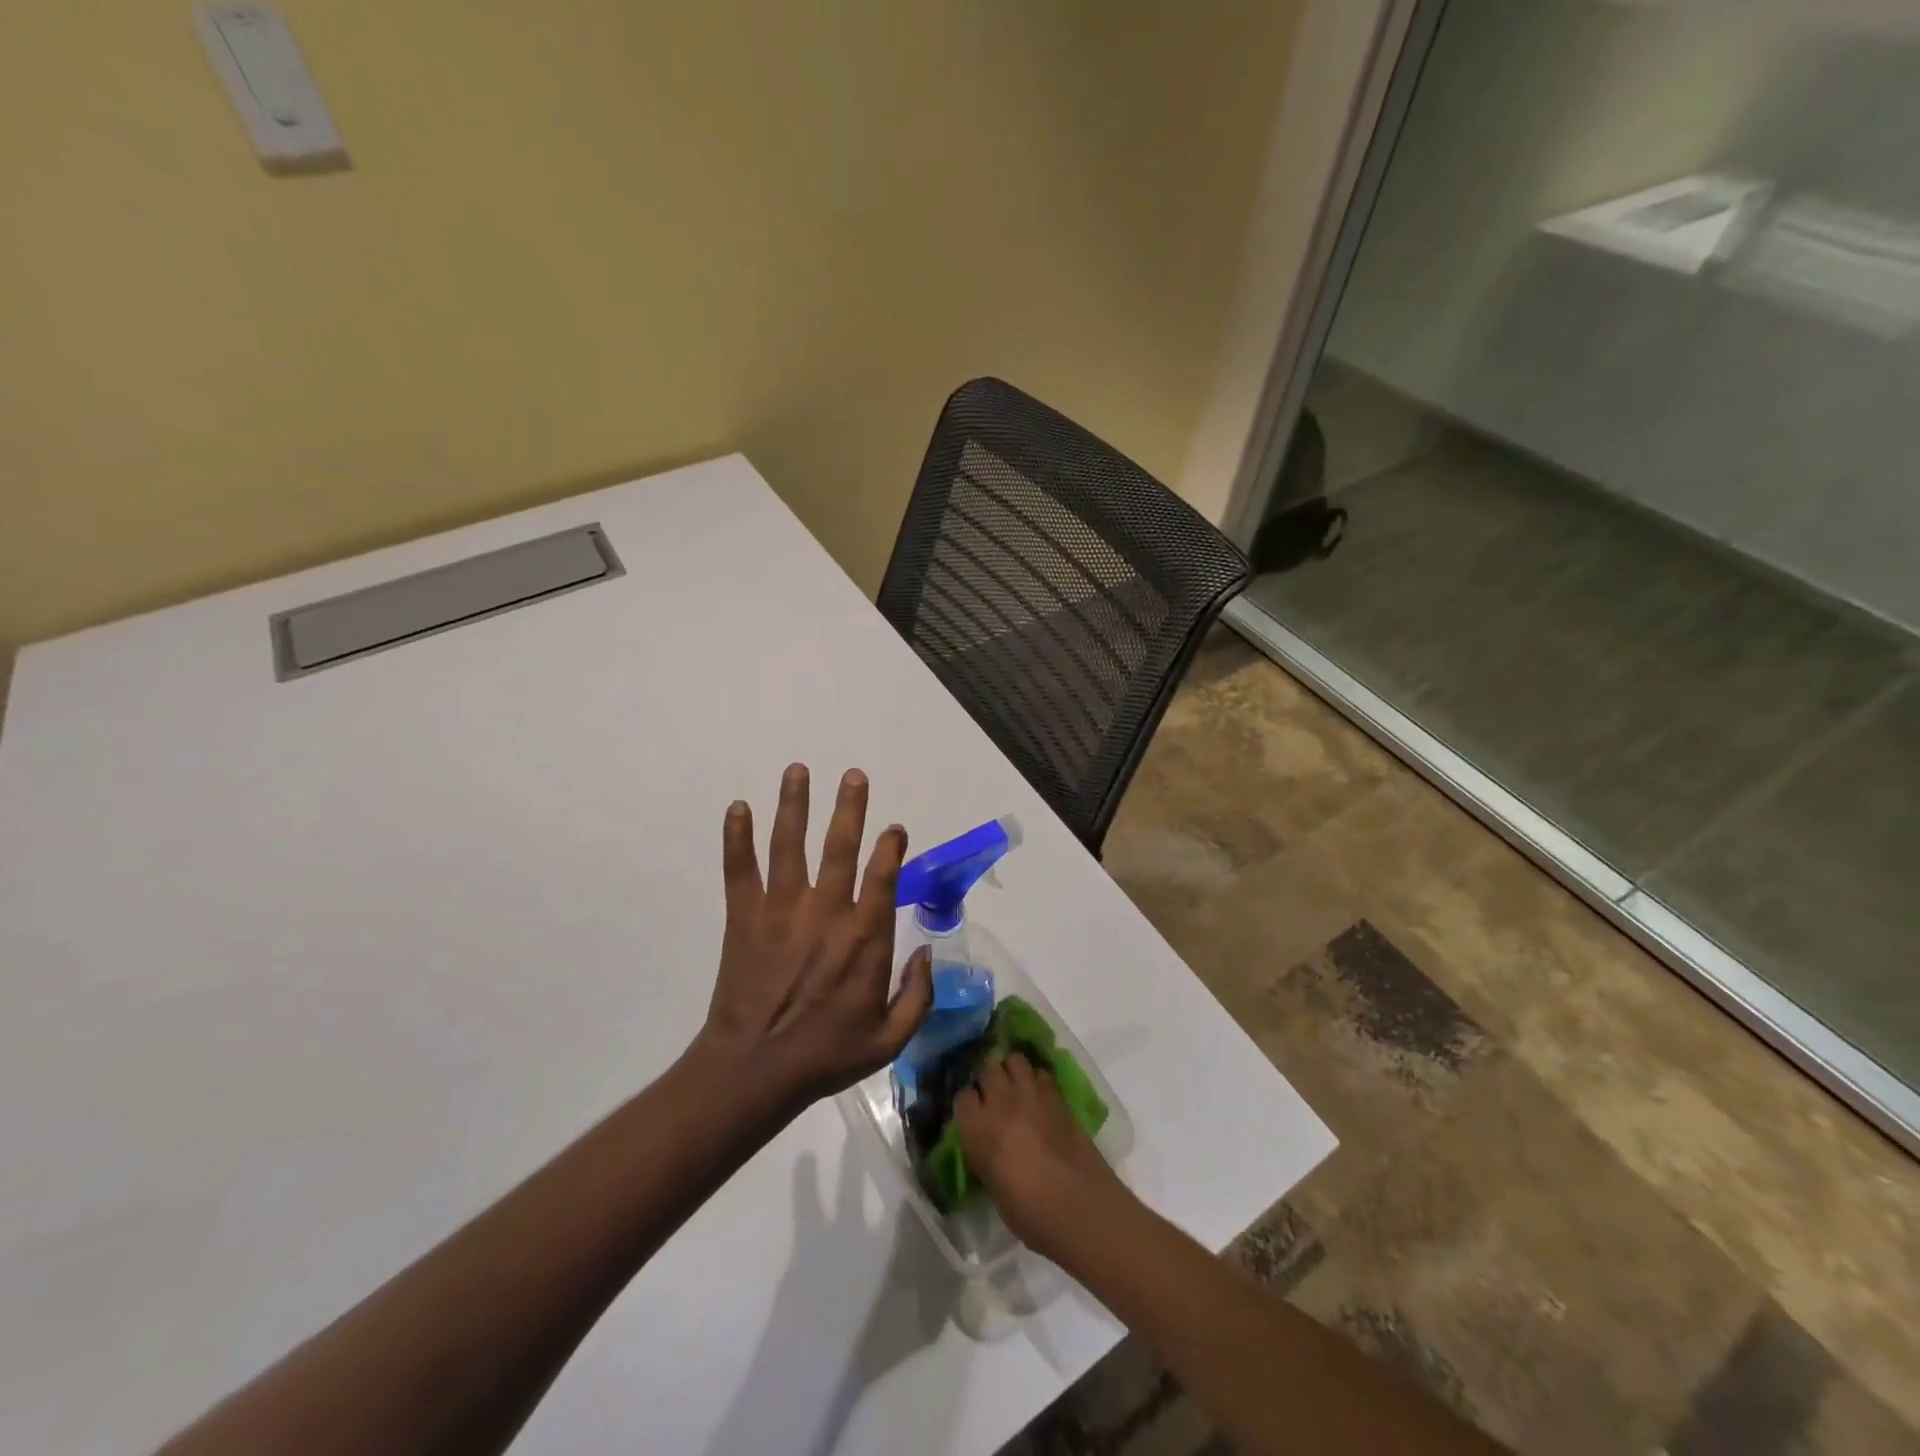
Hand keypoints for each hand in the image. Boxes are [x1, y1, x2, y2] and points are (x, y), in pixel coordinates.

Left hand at [695, 764, 933, 1113]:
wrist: (755, 1070)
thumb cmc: (826, 1055)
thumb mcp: (890, 1039)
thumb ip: (918, 995)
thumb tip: (927, 951)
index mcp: (863, 938)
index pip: (883, 878)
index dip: (890, 848)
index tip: (894, 828)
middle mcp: (825, 912)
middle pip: (839, 848)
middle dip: (849, 808)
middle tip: (853, 775)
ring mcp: (781, 910)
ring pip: (789, 846)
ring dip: (794, 805)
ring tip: (797, 770)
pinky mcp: (745, 917)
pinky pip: (740, 870)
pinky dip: (737, 838)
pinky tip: (737, 808)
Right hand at [955, 1053, 1129, 1261]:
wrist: (1079, 1206)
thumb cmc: (1030, 1212)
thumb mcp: (993, 1186)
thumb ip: (985, 1155)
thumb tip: (987, 1145)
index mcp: (977, 1128)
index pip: (962, 1096)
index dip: (969, 1104)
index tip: (974, 1115)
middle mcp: (1000, 1102)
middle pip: (987, 1069)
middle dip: (989, 1080)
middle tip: (995, 1098)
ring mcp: (1031, 1094)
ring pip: (1014, 1060)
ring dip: (1012, 1071)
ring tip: (1016, 1088)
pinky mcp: (1057, 1095)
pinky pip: (1041, 1073)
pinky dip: (1037, 1079)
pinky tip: (1040, 1096)